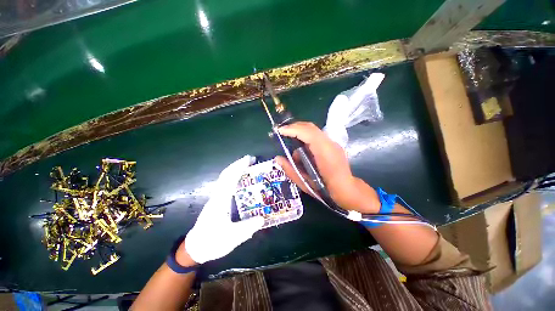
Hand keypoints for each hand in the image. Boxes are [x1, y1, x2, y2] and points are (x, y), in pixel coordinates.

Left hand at [185, 155, 264, 263]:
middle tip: (251, 159)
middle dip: (237, 164)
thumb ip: (247, 228)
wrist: (196, 248)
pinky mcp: (217, 201)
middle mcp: (217, 196)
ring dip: (235, 169)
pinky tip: (241, 179)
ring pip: (224, 178)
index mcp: (220, 201)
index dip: (239, 167)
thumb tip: (262, 218)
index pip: (229, 179)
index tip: (249, 159)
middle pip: (226, 175)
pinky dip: (233, 176)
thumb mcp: (232, 238)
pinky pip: (225, 184)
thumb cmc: (212, 242)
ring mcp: (216, 198)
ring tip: (247, 166)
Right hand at [275, 122, 379, 212]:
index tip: (280, 131)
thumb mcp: (305, 183)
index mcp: (324, 153)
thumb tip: (277, 158)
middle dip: (294, 127)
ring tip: (292, 147)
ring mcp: (333, 143)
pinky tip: (303, 153)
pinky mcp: (332, 145)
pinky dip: (306, 139)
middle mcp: (330, 144)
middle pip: (310, 127)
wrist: (347, 190)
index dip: (292, 129)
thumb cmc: (326, 190)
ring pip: (313, 131)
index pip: (308, 133)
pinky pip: (316, 136)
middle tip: (282, 132)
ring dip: (300, 133)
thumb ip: (290, 170)